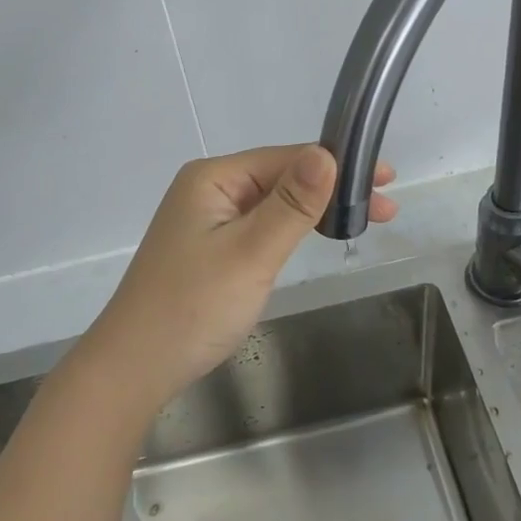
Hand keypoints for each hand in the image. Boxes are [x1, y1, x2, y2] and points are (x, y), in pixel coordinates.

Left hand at [79, 145, 396, 411]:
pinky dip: (290, 229)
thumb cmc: (193, 307)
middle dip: (332, 189)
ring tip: (362, 221)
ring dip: (314, 209)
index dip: (337, 166)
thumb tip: (327, 152)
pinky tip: (314, 236)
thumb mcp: (251, 254)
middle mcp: (208, 189)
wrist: (135, 367)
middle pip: (280, 177)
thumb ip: (292, 205)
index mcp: (213, 178)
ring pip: (272, 203)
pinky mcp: (209, 247)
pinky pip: (259, 225)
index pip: (285, 158)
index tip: (386, 178)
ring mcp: (206, 219)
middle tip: (386, 207)